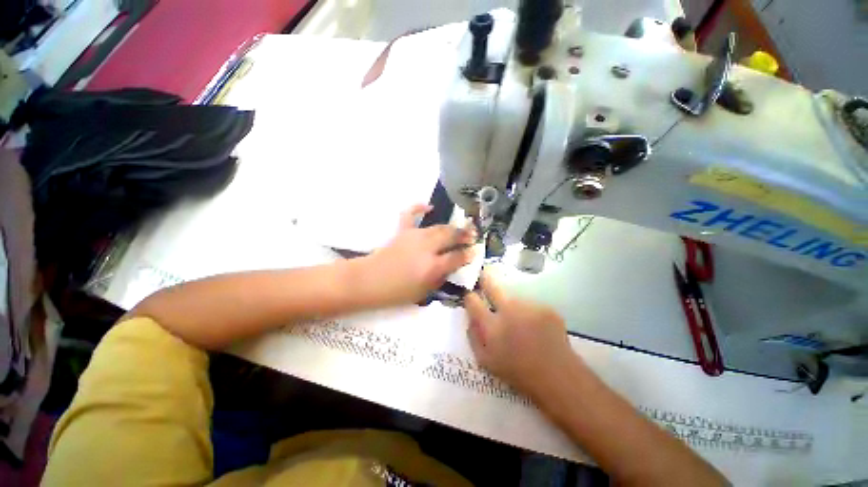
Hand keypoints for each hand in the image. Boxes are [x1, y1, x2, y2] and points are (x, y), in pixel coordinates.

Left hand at [364, 204, 474, 306]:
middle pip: (450, 236)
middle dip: (464, 235)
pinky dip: (419, 208)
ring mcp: (414, 236)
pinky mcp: (402, 231)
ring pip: (437, 227)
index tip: (474, 252)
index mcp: (432, 267)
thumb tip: (451, 266)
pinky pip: (410, 215)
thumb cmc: (396, 292)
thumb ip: (440, 278)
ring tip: (460, 227)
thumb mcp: (423, 293)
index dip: (468, 254)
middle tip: (473, 235)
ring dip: (451, 227)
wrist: (368, 281)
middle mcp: (426, 248)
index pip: (457, 257)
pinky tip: (429, 206)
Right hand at [465, 271, 578, 399]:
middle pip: (492, 285)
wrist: (558, 378)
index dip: (469, 296)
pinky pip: (529, 304)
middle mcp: (509, 310)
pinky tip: (534, 326)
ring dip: (510, 303)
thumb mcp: (486, 361)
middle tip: (484, 276)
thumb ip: (474, 336)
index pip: (473, 300)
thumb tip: (471, 318)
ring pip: (513, 296)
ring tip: (518, 320)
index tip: (470, 295)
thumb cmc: (517, 372)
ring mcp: (530, 306)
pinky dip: (528, 311)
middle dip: (485, 279)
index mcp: (492, 326)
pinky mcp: (546, 307)